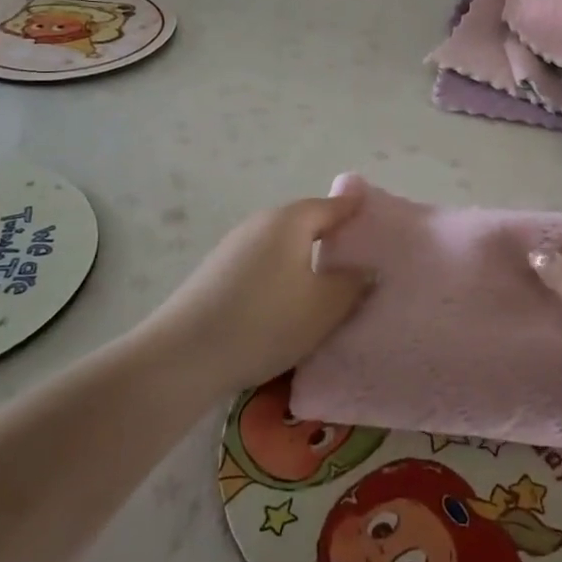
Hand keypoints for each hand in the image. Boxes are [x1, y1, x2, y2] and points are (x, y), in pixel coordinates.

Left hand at [142, 191, 372, 395]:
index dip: (357, 211)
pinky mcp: (216, 272)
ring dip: (304, 259)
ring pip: (282, 246)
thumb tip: (367, 268)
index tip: (377, 219)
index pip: (334, 206)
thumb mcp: (325, 306)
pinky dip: (280, 275)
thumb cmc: (266, 321)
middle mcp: (261, 222)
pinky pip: (261, 264)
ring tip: (323, 287)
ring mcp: (234, 246)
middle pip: (306, 223)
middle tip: (357, 261)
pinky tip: (283, 304)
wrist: (184, 356)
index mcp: (291, 220)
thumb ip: (354, 283)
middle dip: (331, 237)